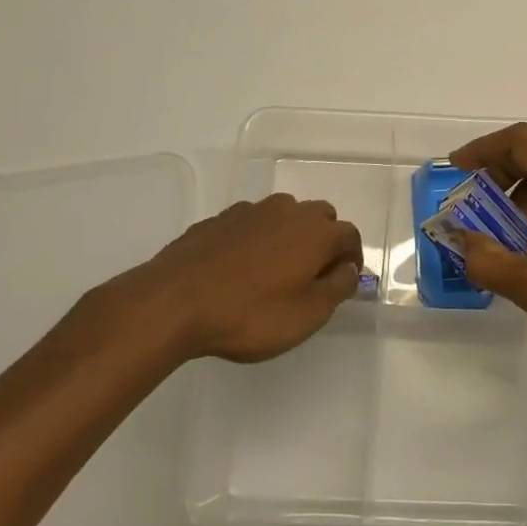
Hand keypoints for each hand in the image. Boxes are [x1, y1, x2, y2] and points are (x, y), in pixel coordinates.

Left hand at [71, 194, 362, 369]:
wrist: (174, 302)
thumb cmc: (251, 314)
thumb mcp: (308, 314)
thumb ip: (338, 288)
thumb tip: (349, 269)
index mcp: (317, 231)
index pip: (350, 236)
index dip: (353, 259)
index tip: (344, 282)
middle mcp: (288, 211)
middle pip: (320, 218)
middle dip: (323, 241)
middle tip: (312, 275)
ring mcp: (250, 211)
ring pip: (283, 216)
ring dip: (289, 236)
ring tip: (274, 271)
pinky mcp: (218, 220)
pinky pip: (251, 225)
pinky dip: (256, 240)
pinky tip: (240, 268)